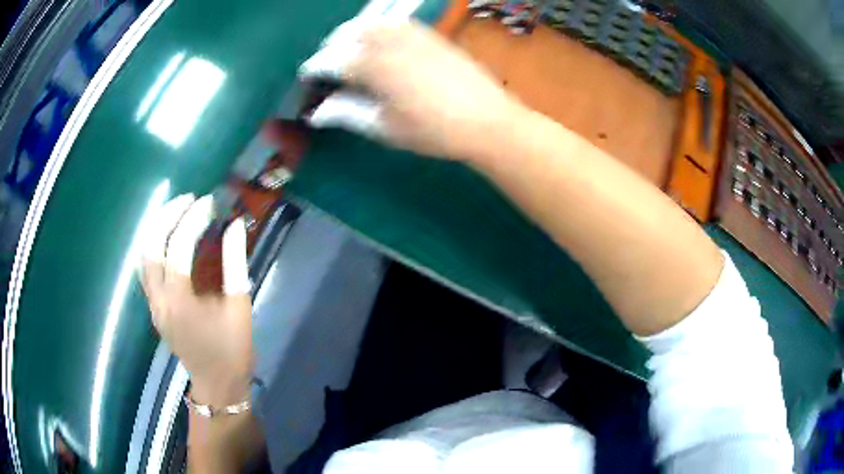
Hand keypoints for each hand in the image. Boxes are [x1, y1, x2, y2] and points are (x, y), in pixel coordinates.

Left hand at [140, 194, 252, 405]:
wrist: (217, 384)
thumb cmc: (232, 349)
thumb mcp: (239, 306)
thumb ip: (235, 263)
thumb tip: (235, 225)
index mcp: (181, 300)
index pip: (179, 246)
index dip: (193, 219)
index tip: (209, 203)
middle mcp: (159, 299)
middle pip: (151, 245)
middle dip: (168, 215)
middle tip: (188, 199)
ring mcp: (153, 304)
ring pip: (143, 255)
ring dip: (157, 228)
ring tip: (176, 210)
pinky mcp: (154, 308)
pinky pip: (146, 268)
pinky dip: (154, 245)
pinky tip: (167, 236)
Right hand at [300, 20, 524, 160]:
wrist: (487, 120)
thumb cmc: (433, 131)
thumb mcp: (385, 127)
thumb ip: (347, 114)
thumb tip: (317, 112)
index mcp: (371, 65)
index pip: (329, 61)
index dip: (314, 71)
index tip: (308, 81)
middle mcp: (387, 40)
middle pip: (345, 35)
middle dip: (330, 50)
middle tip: (328, 70)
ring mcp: (410, 32)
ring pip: (368, 24)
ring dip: (352, 36)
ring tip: (351, 56)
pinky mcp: (428, 33)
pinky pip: (393, 22)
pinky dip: (377, 30)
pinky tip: (381, 46)